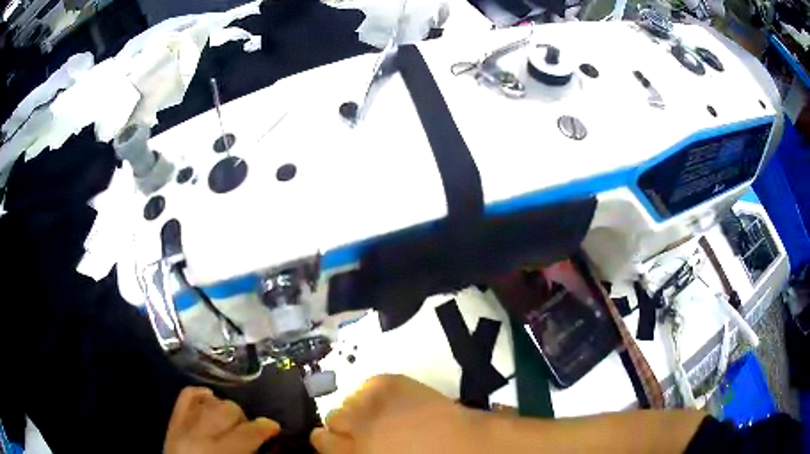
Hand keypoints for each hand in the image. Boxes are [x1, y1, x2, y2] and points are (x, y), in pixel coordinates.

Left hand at [165, 387, 280, 453]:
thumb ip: (251, 452)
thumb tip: (268, 434)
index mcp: (219, 451)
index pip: (248, 432)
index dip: (266, 428)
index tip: (274, 428)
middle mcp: (199, 433)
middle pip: (229, 409)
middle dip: (243, 419)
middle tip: (247, 432)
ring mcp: (182, 424)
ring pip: (210, 401)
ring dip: (224, 409)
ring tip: (228, 423)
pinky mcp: (172, 420)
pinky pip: (186, 396)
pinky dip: (200, 395)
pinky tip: (209, 400)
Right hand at [311, 375, 487, 453]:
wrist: (467, 447)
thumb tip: (341, 445)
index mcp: (352, 452)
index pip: (319, 439)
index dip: (327, 441)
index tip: (337, 442)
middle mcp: (355, 425)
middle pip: (331, 417)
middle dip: (344, 425)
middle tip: (364, 431)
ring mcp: (372, 401)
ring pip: (347, 399)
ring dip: (359, 408)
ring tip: (379, 415)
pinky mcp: (390, 381)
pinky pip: (367, 384)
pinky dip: (373, 393)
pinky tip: (390, 402)